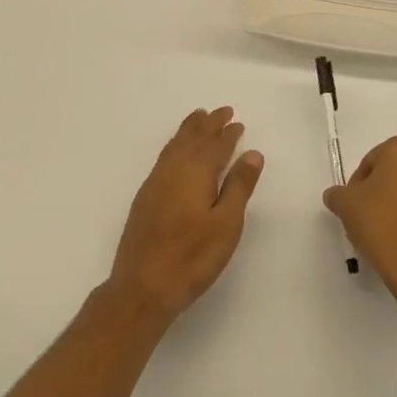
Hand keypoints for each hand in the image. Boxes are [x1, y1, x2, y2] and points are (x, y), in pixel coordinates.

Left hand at [109, 108, 263, 325]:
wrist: (143, 286)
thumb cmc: (193, 256)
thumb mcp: (226, 223)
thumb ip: (239, 186)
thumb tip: (252, 154)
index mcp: (195, 173)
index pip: (215, 146)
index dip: (227, 134)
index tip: (237, 121)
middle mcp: (173, 171)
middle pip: (192, 139)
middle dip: (207, 124)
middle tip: (220, 111)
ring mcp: (155, 183)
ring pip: (174, 146)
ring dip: (188, 131)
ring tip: (198, 118)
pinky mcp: (145, 198)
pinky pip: (164, 158)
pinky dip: (175, 145)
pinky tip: (176, 152)